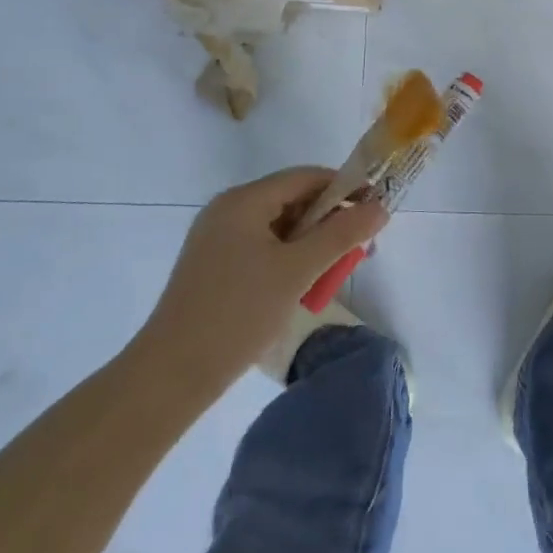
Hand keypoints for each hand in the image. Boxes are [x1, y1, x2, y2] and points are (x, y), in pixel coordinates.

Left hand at [139, 168, 386, 392]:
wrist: (172, 375)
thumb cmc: (238, 313)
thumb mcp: (298, 270)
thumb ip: (342, 235)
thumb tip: (380, 207)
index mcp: (243, 201)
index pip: (305, 177)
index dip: (344, 188)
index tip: (374, 210)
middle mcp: (227, 211)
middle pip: (292, 200)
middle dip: (329, 221)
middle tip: (357, 249)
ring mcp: (217, 239)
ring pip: (278, 227)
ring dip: (310, 244)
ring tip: (332, 272)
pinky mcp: (214, 266)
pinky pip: (262, 248)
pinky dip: (288, 259)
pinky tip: (301, 286)